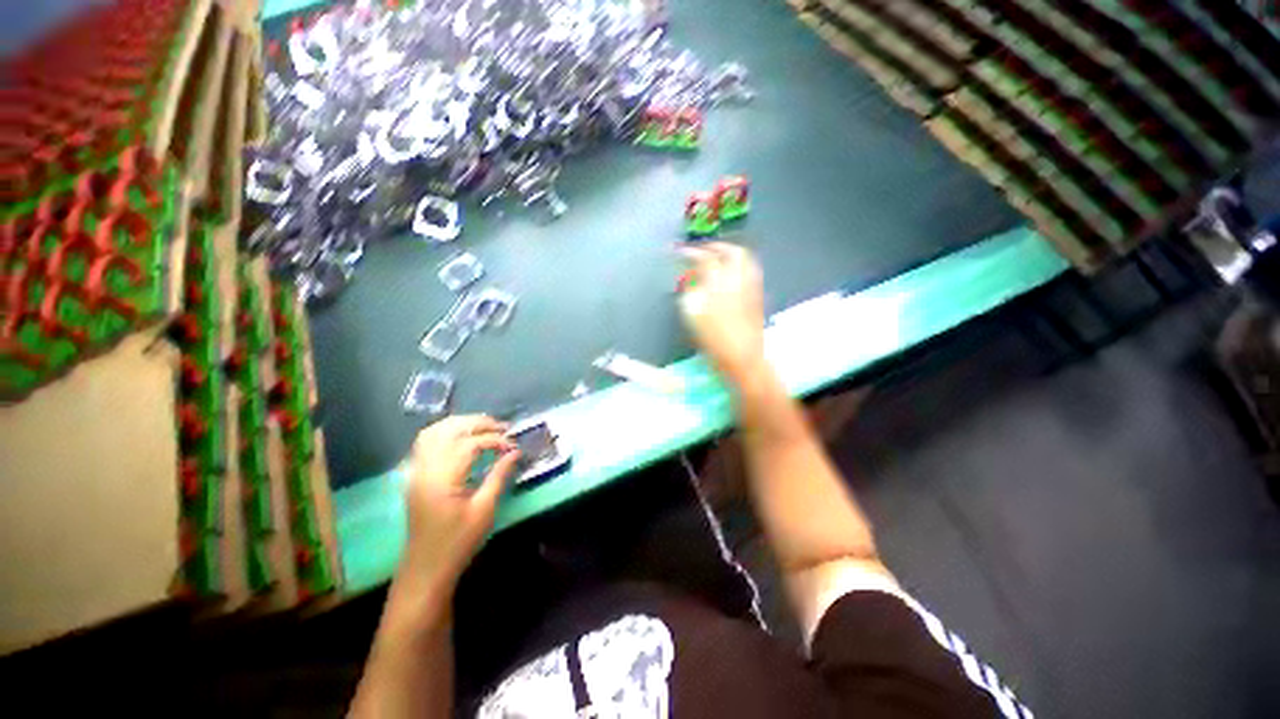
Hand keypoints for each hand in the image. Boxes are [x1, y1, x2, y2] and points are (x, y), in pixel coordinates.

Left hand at [396, 415, 520, 597]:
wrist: (425, 568)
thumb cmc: (458, 542)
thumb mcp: (484, 510)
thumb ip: (499, 476)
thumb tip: (515, 451)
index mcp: (442, 479)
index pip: (469, 444)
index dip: (494, 439)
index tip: (513, 444)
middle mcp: (424, 469)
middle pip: (449, 430)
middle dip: (478, 423)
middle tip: (503, 428)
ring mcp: (416, 471)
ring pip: (434, 432)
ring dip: (461, 424)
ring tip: (485, 427)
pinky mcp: (416, 475)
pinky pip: (426, 443)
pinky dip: (446, 432)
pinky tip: (463, 437)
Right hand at [679, 242, 766, 384]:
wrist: (743, 357)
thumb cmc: (714, 339)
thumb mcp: (692, 315)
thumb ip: (691, 292)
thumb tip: (691, 280)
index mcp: (719, 283)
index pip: (705, 258)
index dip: (690, 252)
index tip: (679, 251)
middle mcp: (738, 279)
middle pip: (731, 252)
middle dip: (715, 247)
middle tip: (702, 250)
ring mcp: (751, 287)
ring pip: (745, 259)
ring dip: (730, 253)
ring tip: (718, 257)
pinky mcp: (757, 296)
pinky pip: (751, 271)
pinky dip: (740, 265)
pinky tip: (731, 274)